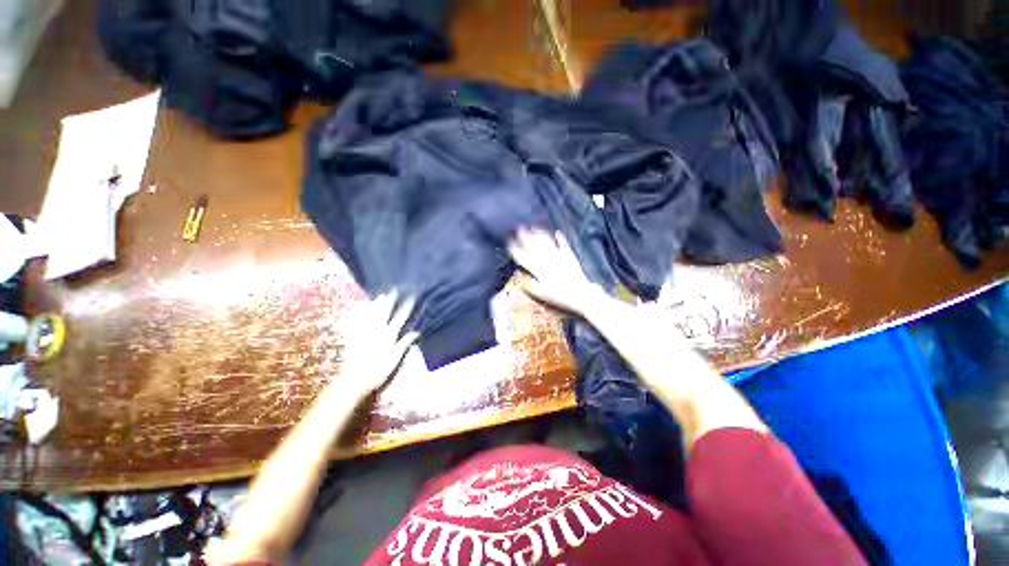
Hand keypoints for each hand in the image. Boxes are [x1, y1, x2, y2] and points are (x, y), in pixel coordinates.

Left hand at [336, 292, 418, 399]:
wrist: (354, 381)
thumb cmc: (378, 371)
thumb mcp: (395, 358)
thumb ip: (405, 343)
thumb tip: (417, 332)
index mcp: (388, 335)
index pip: (400, 317)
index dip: (407, 306)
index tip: (412, 296)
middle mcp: (376, 330)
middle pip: (385, 311)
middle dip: (391, 300)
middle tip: (395, 290)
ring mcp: (364, 332)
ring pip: (371, 314)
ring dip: (377, 304)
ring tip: (381, 295)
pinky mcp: (354, 337)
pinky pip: (358, 321)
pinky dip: (361, 313)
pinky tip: (362, 308)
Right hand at [509, 229, 601, 315]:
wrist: (581, 294)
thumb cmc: (559, 296)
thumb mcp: (541, 294)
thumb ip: (528, 284)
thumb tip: (517, 274)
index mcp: (538, 268)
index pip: (523, 256)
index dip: (515, 248)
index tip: (509, 242)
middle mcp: (547, 259)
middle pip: (533, 245)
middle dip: (524, 236)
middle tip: (518, 228)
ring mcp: (558, 256)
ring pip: (546, 241)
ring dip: (539, 233)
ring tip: (533, 227)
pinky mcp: (569, 256)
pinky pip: (563, 244)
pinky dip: (560, 238)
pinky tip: (557, 232)